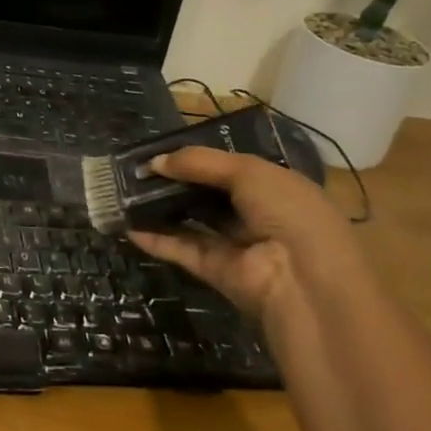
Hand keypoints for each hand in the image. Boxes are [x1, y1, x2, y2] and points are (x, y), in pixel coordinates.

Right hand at [126, 146, 357, 318]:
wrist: (303, 280)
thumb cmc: (287, 211)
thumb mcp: (248, 171)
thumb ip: (199, 162)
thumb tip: (155, 162)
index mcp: (275, 186)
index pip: (232, 167)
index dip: (198, 158)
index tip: (162, 150)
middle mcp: (257, 214)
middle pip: (208, 194)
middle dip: (175, 181)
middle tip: (137, 169)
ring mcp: (236, 245)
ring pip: (193, 221)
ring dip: (162, 208)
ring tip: (127, 192)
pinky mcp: (216, 271)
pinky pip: (183, 250)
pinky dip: (157, 240)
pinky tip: (129, 226)